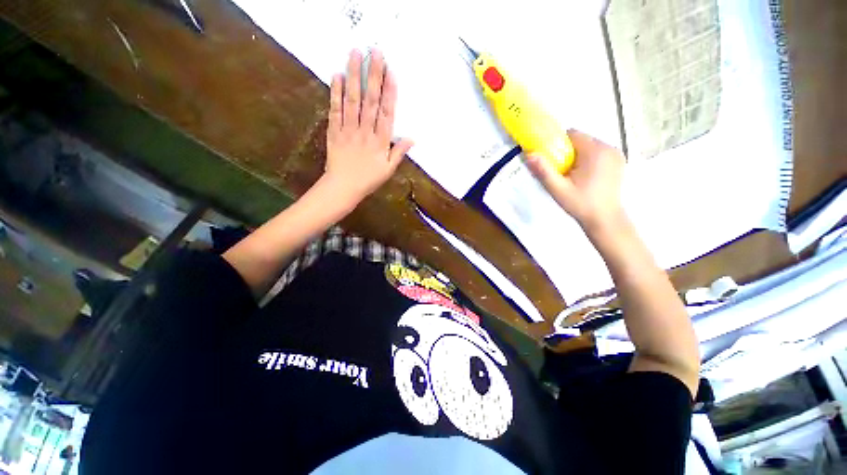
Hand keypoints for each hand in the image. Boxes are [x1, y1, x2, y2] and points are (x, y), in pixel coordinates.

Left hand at [323, 49, 413, 206]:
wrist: (343, 187)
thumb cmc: (368, 180)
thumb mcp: (388, 170)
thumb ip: (398, 153)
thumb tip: (412, 138)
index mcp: (380, 142)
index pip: (386, 113)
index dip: (389, 92)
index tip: (391, 72)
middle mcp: (365, 132)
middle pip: (370, 101)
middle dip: (373, 75)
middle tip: (375, 52)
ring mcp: (348, 130)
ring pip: (352, 101)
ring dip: (354, 76)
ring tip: (355, 54)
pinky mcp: (334, 131)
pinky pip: (335, 110)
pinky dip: (336, 93)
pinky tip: (338, 75)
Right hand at [525, 129, 625, 232]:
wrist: (605, 219)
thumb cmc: (580, 204)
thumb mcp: (558, 189)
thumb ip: (543, 171)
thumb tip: (529, 155)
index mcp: (595, 151)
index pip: (572, 134)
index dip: (558, 144)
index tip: (552, 160)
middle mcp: (609, 148)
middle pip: (581, 140)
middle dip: (568, 152)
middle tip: (561, 171)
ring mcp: (616, 154)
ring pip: (589, 146)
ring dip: (578, 156)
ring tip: (572, 176)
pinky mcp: (619, 161)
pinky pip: (598, 153)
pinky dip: (589, 160)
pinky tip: (585, 177)